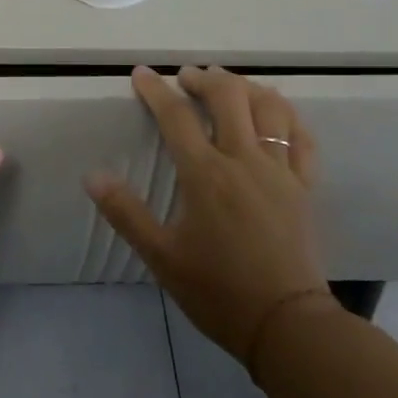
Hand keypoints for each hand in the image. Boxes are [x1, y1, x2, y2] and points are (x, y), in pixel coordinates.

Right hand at [87, 65, 334, 364]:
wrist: (285, 324)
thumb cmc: (217, 290)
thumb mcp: (161, 256)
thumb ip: (126, 213)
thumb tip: (92, 176)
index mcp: (206, 175)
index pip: (176, 117)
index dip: (156, 90)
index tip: (141, 74)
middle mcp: (244, 160)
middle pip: (229, 97)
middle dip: (205, 79)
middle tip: (187, 77)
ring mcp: (281, 170)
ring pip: (270, 108)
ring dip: (247, 87)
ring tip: (229, 85)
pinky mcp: (305, 186)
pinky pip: (302, 138)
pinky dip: (288, 116)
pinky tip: (277, 113)